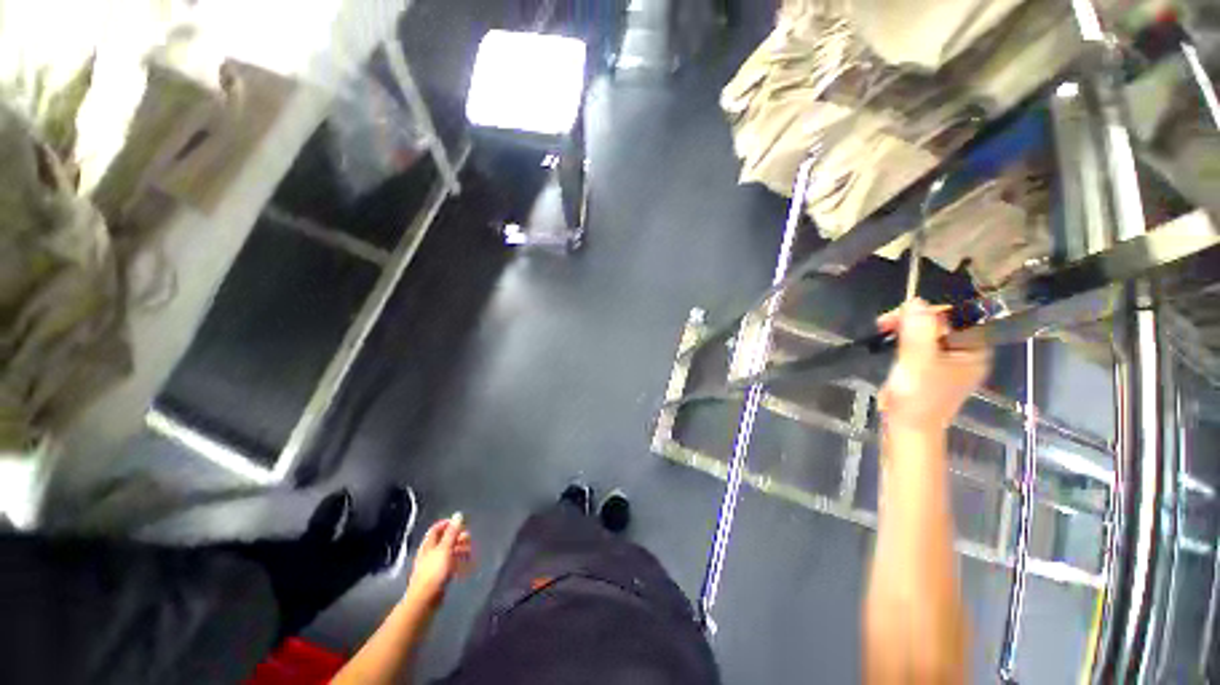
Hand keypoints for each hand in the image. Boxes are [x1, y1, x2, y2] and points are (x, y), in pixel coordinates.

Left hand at [406, 513, 473, 605]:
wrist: (424, 600)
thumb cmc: (434, 572)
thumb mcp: (445, 549)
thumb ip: (452, 532)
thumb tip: (458, 514)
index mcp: (428, 545)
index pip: (437, 528)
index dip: (448, 524)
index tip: (462, 524)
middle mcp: (430, 553)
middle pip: (445, 540)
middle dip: (458, 538)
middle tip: (469, 540)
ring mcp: (434, 565)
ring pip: (449, 553)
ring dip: (460, 551)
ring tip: (470, 553)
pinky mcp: (439, 576)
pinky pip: (450, 565)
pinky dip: (458, 563)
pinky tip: (466, 567)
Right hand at [877, 299, 990, 430]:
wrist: (907, 428)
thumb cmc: (918, 397)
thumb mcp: (918, 361)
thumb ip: (919, 331)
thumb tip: (915, 301)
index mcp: (975, 350)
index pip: (957, 317)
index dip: (930, 311)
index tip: (902, 314)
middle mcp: (966, 353)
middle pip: (942, 323)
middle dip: (914, 319)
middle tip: (885, 322)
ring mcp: (948, 361)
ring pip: (928, 332)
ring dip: (906, 327)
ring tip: (883, 329)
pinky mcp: (931, 368)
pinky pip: (921, 344)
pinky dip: (905, 339)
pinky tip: (890, 340)